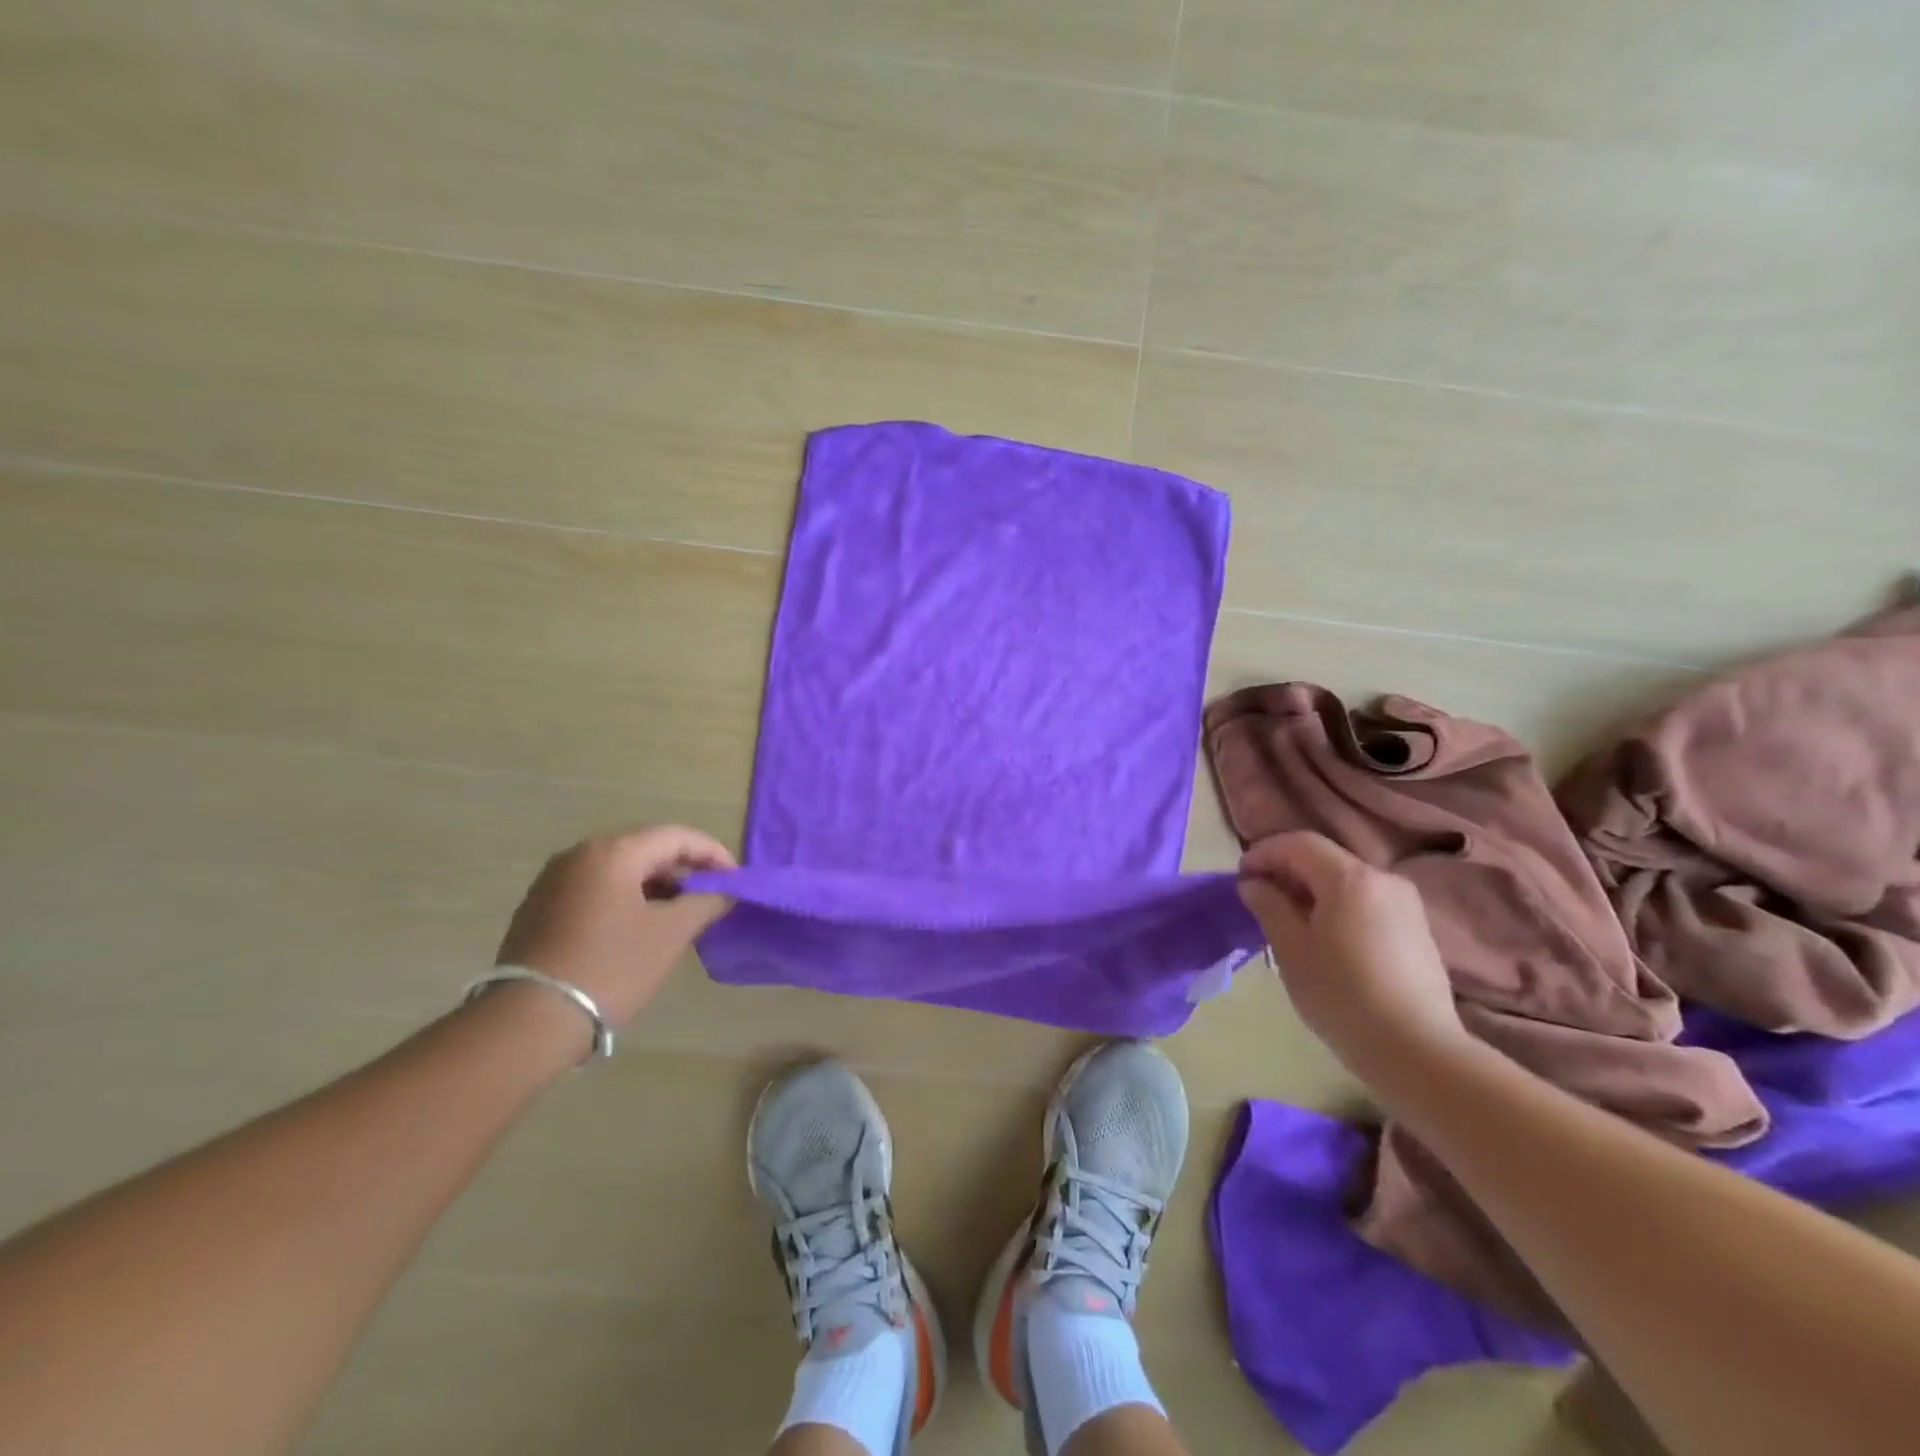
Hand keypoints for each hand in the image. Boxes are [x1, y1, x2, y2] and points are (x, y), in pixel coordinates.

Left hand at [495, 826, 734, 1026]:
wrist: (529, 1022)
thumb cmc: (610, 968)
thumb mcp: (670, 934)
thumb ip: (706, 903)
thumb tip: (726, 891)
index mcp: (612, 852)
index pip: (677, 837)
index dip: (713, 854)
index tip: (735, 880)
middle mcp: (579, 855)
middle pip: (647, 849)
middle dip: (685, 871)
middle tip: (712, 897)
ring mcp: (553, 882)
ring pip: (620, 871)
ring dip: (656, 887)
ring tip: (680, 915)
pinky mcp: (539, 909)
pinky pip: (596, 890)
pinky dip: (626, 900)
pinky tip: (640, 929)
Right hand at [1237, 832, 1465, 1074]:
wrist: (1417, 1050)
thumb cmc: (1341, 995)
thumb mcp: (1291, 949)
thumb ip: (1269, 906)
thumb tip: (1254, 884)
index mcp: (1350, 878)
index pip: (1299, 844)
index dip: (1265, 852)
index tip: (1241, 875)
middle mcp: (1383, 879)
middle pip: (1326, 859)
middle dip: (1288, 871)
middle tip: (1260, 898)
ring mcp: (1406, 905)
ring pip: (1348, 881)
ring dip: (1313, 891)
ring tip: (1289, 920)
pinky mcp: (1417, 930)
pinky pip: (1367, 902)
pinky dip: (1339, 907)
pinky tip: (1326, 939)